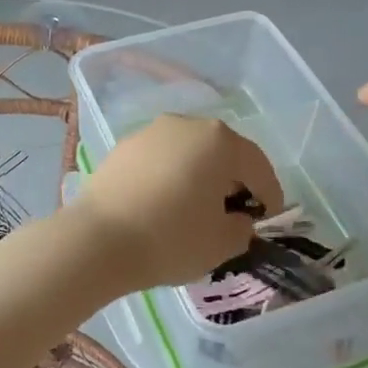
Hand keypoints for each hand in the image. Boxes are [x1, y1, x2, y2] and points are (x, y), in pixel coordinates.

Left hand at [76, 115, 283, 290]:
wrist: (97, 239)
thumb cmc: (171, 238)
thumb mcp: (222, 243)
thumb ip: (241, 227)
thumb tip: (236, 219)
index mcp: (219, 140)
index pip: (257, 165)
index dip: (269, 194)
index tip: (268, 218)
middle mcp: (186, 124)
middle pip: (222, 151)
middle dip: (233, 179)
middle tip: (236, 211)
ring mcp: (151, 132)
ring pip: (189, 152)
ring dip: (200, 174)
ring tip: (198, 207)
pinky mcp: (124, 147)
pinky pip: (160, 159)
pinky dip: (171, 176)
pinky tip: (165, 203)